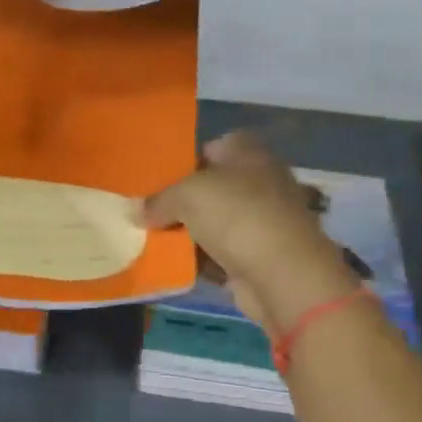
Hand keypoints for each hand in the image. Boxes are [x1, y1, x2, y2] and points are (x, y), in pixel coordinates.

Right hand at [144, 133, 359, 330]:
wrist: (284, 275)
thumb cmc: (237, 216)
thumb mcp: (186, 195)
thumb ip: (158, 200)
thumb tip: (137, 211)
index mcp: (249, 153)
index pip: (214, 146)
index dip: (186, 159)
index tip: (157, 177)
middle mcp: (260, 182)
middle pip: (212, 187)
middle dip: (182, 200)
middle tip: (147, 210)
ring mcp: (262, 221)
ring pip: (214, 222)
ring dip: (188, 233)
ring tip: (150, 238)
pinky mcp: (260, 257)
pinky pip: (220, 254)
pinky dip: (201, 260)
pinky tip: (172, 264)